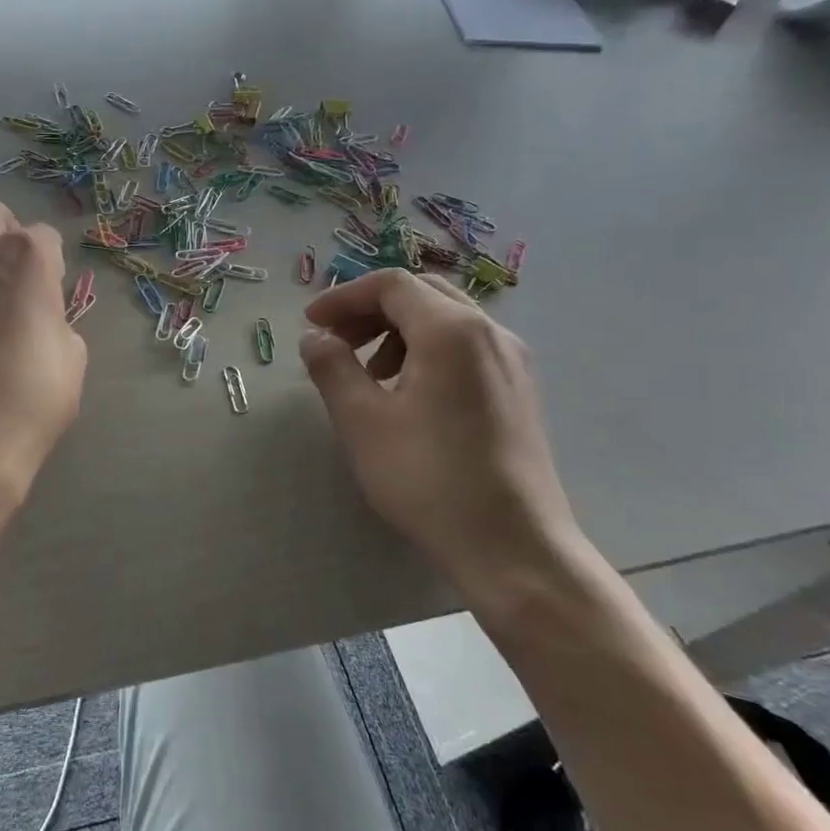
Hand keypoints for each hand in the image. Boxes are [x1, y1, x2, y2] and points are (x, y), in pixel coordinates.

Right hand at [299, 270, 578, 575]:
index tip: (310, 324)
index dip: (343, 296)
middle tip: (335, 342)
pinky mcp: (518, 390)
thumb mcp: (363, 421)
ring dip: (397, 332)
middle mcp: (490, 332)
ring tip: (368, 374)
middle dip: (370, 311)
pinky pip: (466, 348)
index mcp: (452, 330)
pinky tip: (408, 395)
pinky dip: (426, 352)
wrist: (512, 545)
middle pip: (421, 295)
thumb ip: (333, 368)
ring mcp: (512, 361)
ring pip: (446, 320)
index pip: (391, 285)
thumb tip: (315, 337)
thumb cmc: (428, 478)